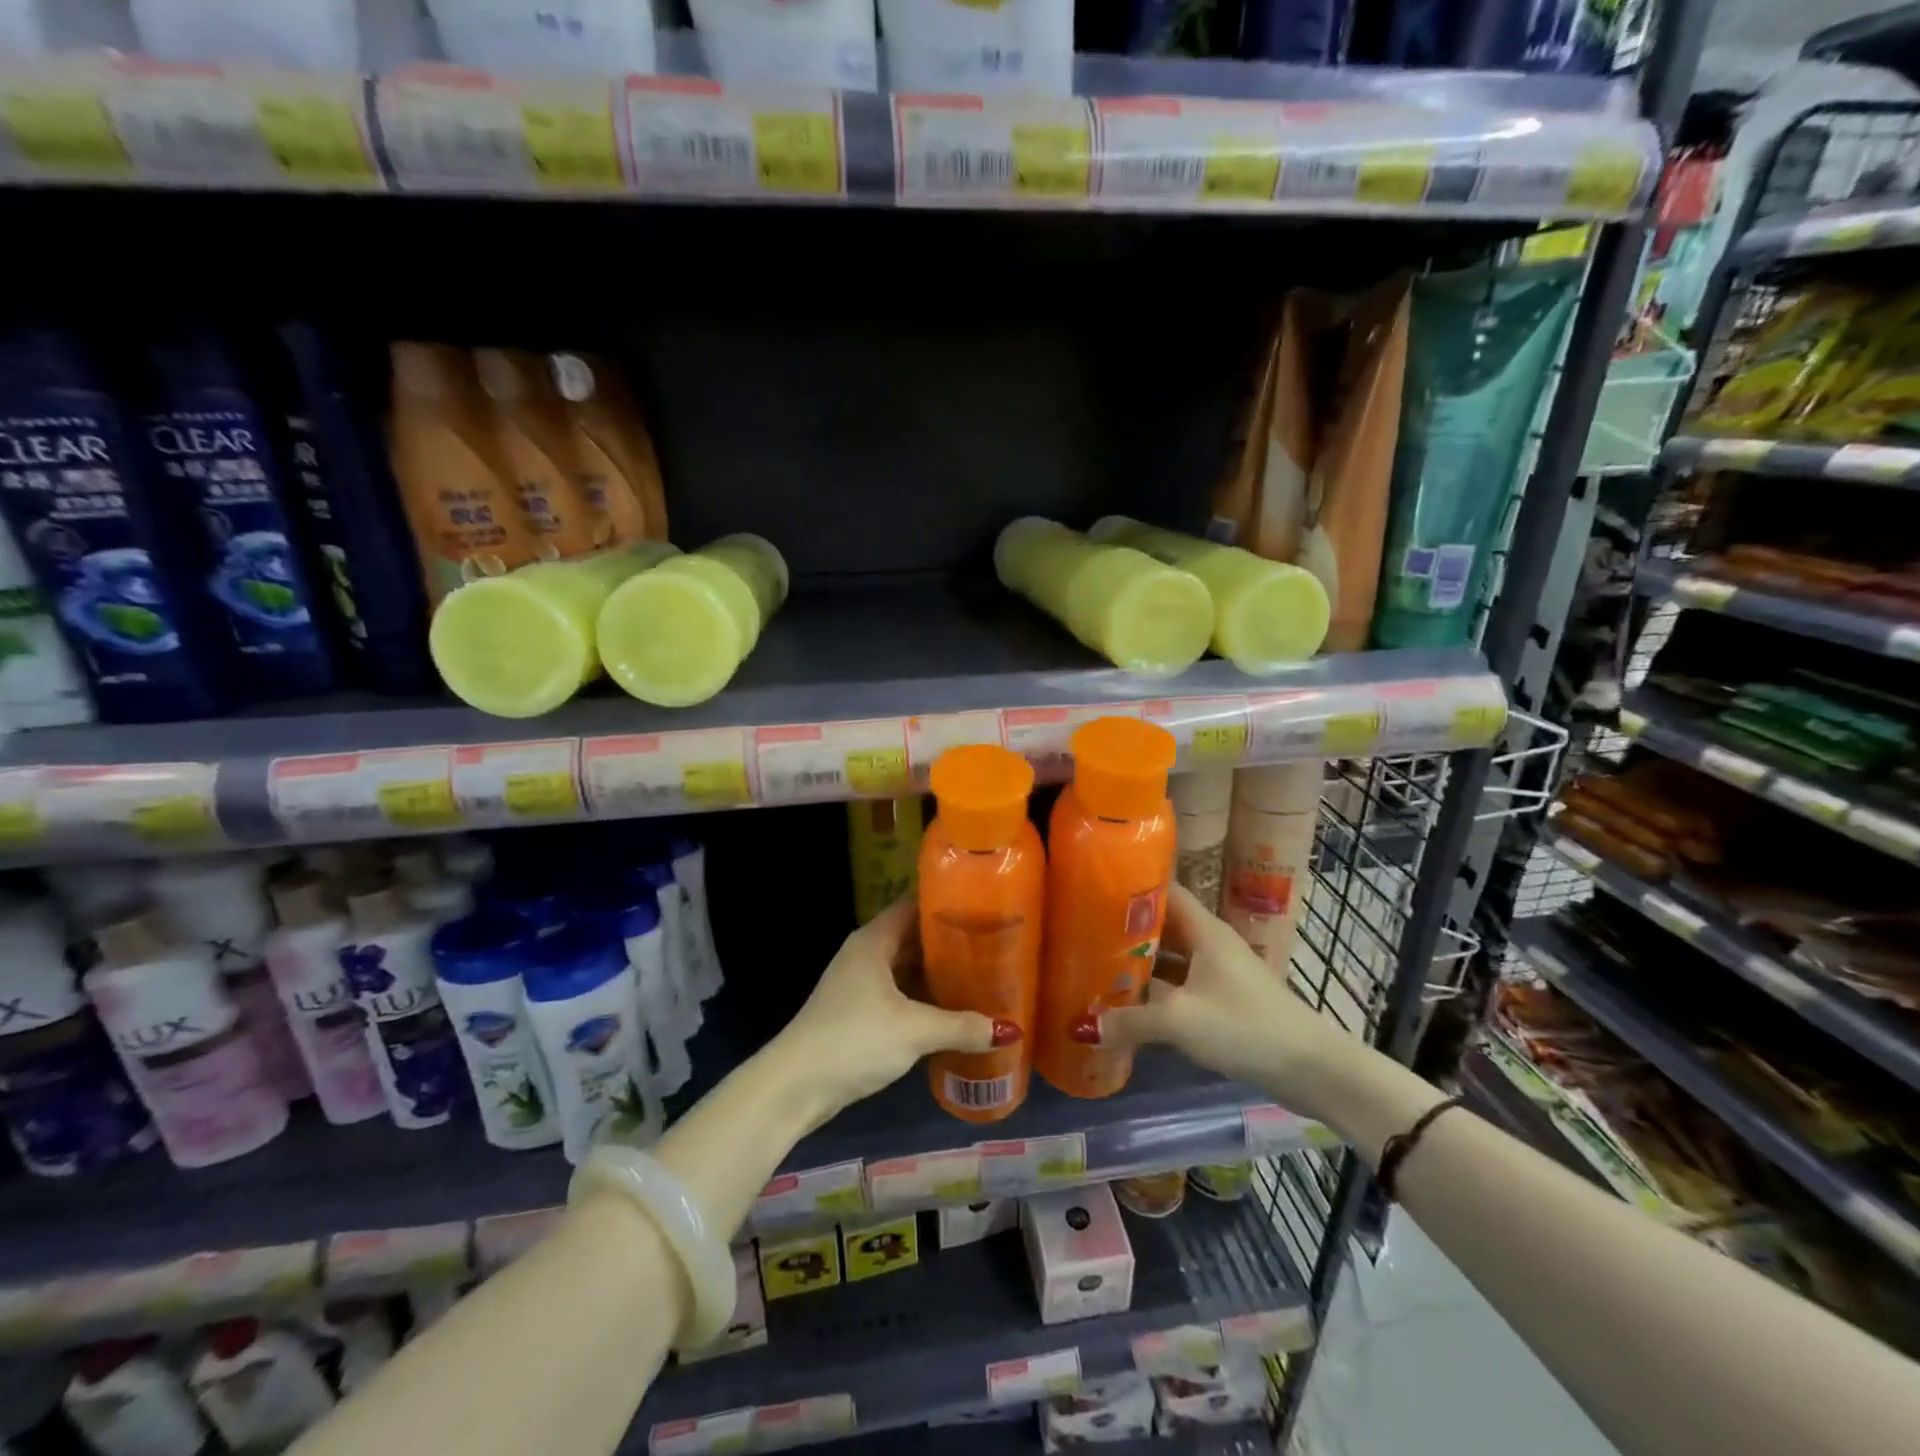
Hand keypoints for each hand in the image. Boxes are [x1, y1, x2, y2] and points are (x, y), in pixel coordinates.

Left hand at [772, 899, 1018, 1125]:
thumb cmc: (854, 1040)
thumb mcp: (914, 1031)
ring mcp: (858, 985)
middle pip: (913, 940)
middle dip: (949, 946)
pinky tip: (950, 1015)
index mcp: (874, 941)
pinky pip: (898, 996)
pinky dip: (922, 1001)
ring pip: (905, 971)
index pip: (915, 908)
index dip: (947, 909)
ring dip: (936, 977)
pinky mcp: (856, 1014)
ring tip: (981, 980)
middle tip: (992, 951)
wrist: (795, 1086)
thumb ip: (962, 1026)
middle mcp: (865, 955)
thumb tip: (1010, 1030)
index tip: (984, 914)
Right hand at [1076, 882, 1361, 1126]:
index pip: (1164, 890)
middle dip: (1125, 929)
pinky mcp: (1224, 1002)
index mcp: (1204, 930)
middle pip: (1162, 926)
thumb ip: (1131, 1021)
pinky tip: (1129, 1007)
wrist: (1312, 1069)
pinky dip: (1156, 992)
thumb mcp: (1180, 1020)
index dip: (1131, 885)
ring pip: (1170, 959)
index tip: (1094, 887)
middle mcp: (1210, 944)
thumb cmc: (1246, 1026)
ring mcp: (1219, 973)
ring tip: (1096, 967)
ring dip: (1140, 964)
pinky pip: (1181, 986)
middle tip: (1082, 932)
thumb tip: (1085, 1027)